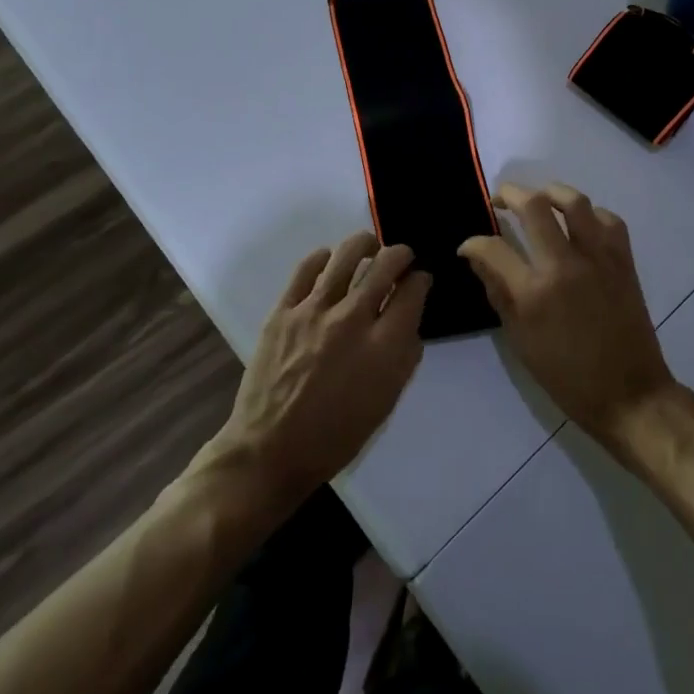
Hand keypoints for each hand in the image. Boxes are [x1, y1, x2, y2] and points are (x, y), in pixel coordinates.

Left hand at [216, 232, 427, 502]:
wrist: (271, 449)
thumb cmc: (336, 436)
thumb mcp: (386, 402)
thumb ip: (404, 357)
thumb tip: (409, 322)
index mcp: (384, 347)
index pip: (413, 292)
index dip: (422, 280)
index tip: (420, 280)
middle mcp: (353, 319)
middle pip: (386, 264)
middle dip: (401, 255)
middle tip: (401, 259)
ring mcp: (314, 311)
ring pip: (347, 254)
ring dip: (365, 244)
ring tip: (369, 248)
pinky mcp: (283, 310)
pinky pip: (307, 268)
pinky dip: (324, 258)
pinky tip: (330, 262)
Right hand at [459, 183, 676, 447]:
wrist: (629, 393)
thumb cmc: (567, 376)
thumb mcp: (520, 341)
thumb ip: (498, 293)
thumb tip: (477, 258)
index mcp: (534, 292)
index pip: (493, 248)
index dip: (473, 243)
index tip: (469, 246)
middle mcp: (565, 265)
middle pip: (533, 206)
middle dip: (509, 194)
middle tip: (499, 199)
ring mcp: (598, 258)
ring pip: (574, 201)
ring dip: (550, 192)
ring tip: (539, 200)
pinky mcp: (623, 260)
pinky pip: (608, 219)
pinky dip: (590, 214)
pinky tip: (579, 224)